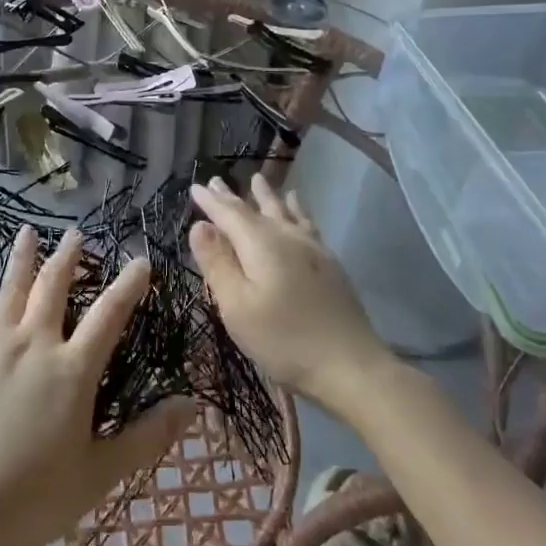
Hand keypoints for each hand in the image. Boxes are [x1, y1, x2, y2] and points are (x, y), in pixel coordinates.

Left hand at [0, 226, 196, 545]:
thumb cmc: (33, 499)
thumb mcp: (100, 473)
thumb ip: (148, 436)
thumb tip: (193, 405)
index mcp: (73, 370)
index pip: (110, 314)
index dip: (129, 285)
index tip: (141, 261)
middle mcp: (35, 343)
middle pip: (56, 286)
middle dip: (70, 256)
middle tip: (78, 233)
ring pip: (12, 286)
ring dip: (24, 255)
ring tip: (30, 230)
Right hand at [188, 174, 391, 411]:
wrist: (350, 365)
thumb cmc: (284, 339)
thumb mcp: (237, 306)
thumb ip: (217, 263)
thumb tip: (199, 225)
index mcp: (261, 244)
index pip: (229, 214)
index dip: (211, 201)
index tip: (195, 187)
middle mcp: (287, 237)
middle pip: (257, 209)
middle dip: (235, 196)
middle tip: (218, 179)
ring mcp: (313, 248)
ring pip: (285, 212)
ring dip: (268, 196)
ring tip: (259, 181)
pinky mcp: (329, 263)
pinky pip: (307, 223)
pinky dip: (297, 210)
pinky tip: (299, 211)